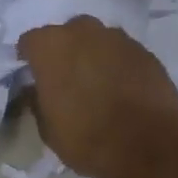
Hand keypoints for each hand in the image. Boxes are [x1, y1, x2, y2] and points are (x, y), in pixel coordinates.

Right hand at [17, 17, 177, 177]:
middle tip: (66, 78)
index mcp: (50, 46)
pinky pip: (123, 53)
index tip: (33, 77)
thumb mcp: (47, 128)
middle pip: (67, 33)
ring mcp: (118, 39)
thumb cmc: (86, 137)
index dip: (30, 59)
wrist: (148, 145)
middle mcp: (82, 32)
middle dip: (65, 51)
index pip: (30, 42)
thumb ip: (38, 100)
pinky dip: (118, 65)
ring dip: (93, 55)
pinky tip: (122, 89)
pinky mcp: (146, 52)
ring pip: (98, 40)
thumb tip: (36, 90)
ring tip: (97, 83)